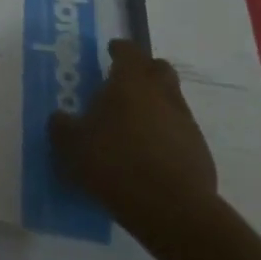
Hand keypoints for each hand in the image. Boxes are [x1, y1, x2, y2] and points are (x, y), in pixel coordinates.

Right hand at [49, 40, 218, 245]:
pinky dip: (167, 136)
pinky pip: (180, 132)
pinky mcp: (200, 153)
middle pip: (159, 68)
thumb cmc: (115, 164)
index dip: (119, 49)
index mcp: (130, 82)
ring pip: (172, 100)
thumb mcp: (71, 146)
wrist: (172, 210)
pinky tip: (151, 156)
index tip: (111, 51)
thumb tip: (60, 118)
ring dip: (156, 105)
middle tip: (125, 83)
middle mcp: (162, 93)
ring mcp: (185, 123)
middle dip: (144, 70)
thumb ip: (61, 127)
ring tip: (134, 126)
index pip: (128, 51)